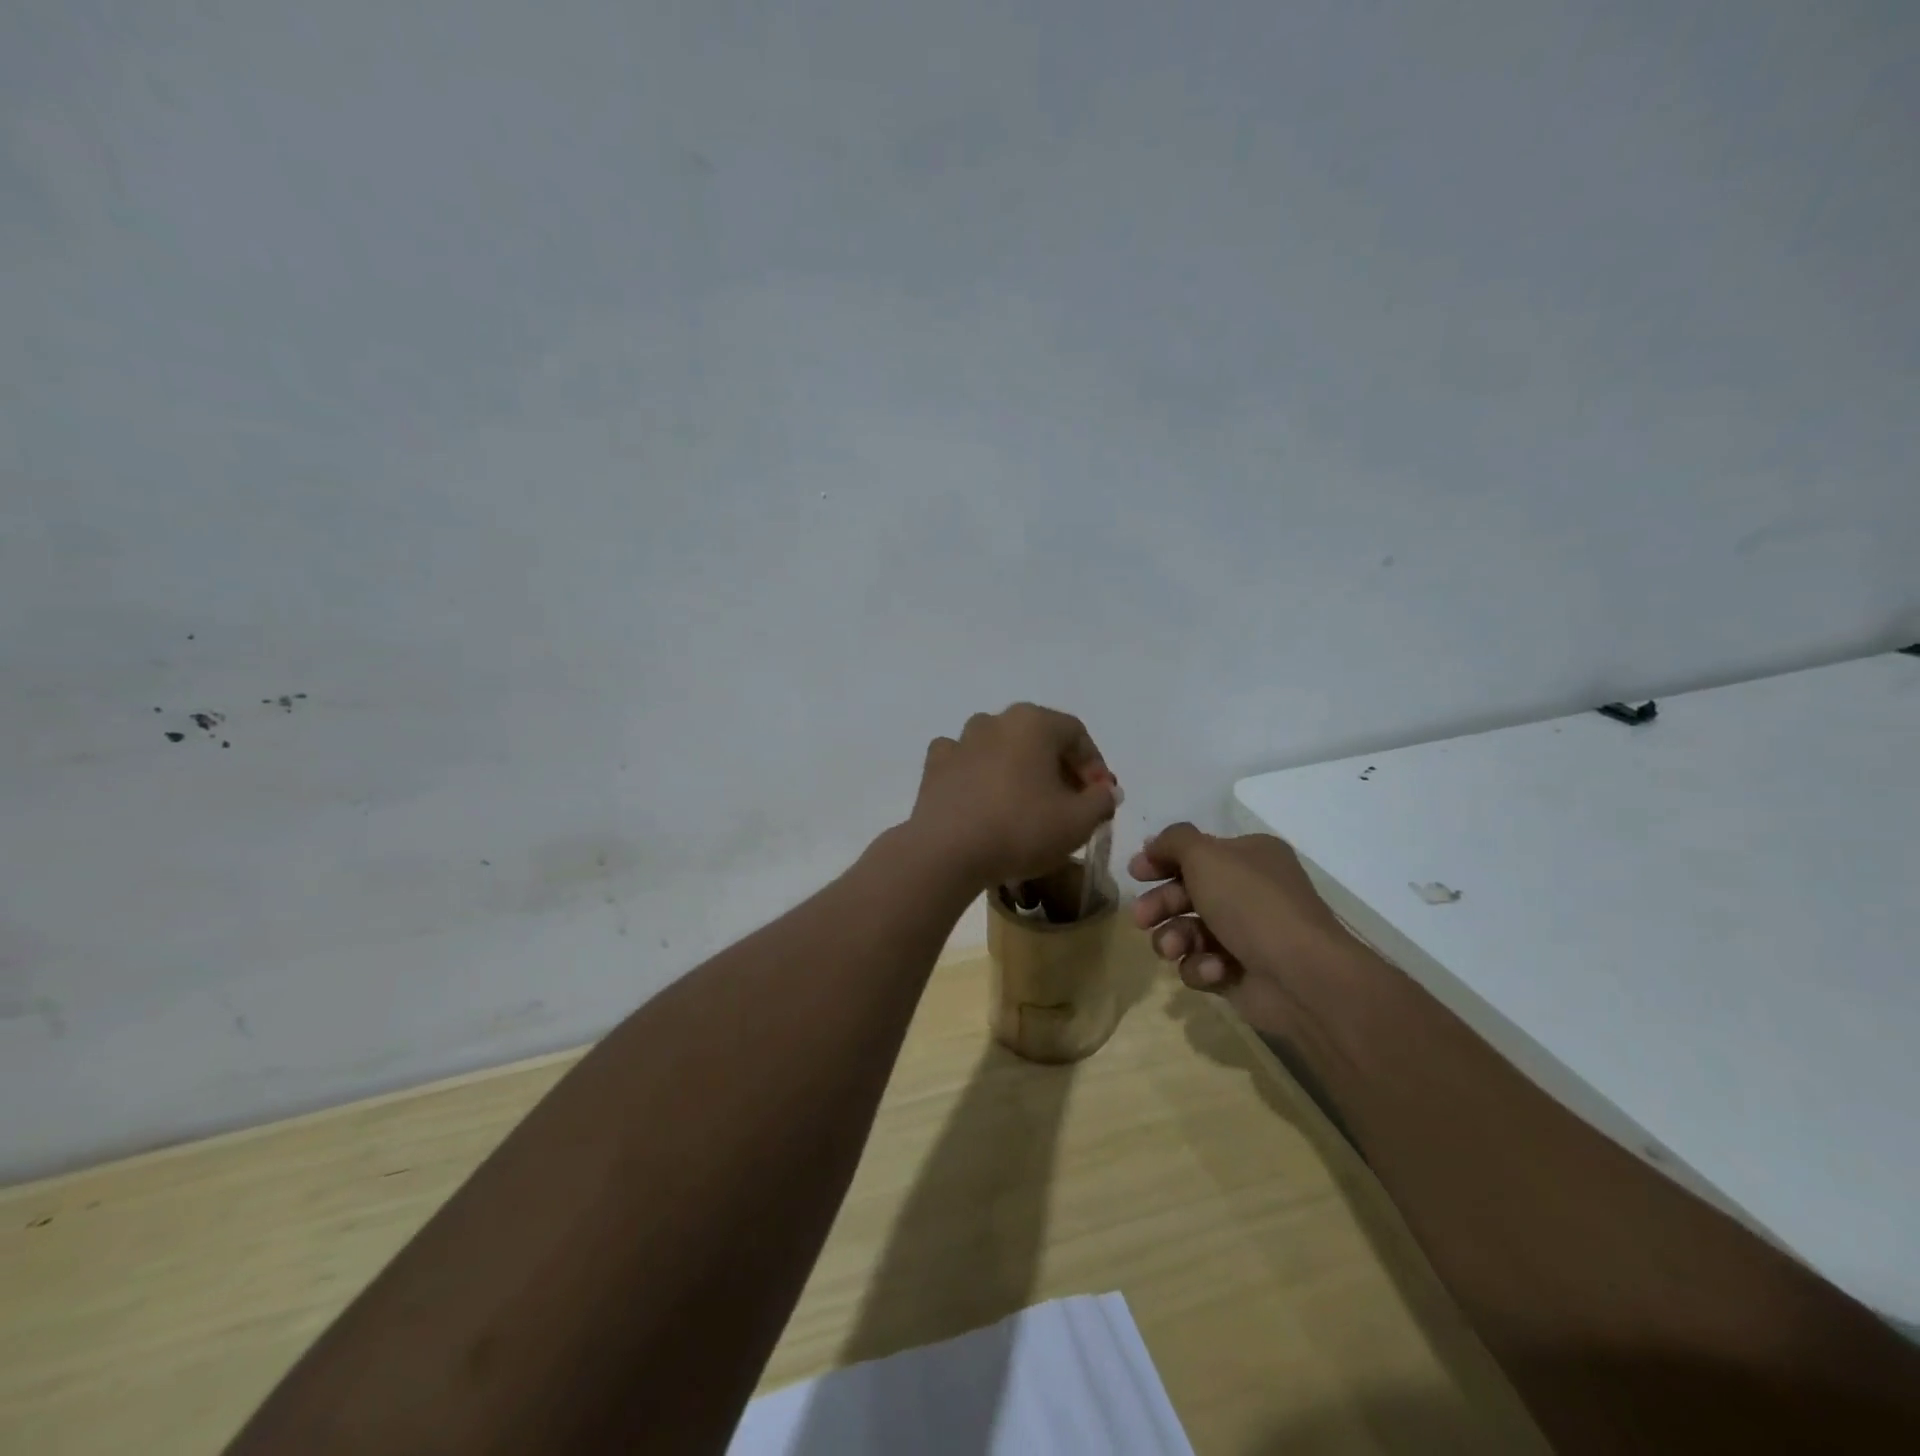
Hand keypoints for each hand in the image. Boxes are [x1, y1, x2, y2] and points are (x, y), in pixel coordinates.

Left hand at [908, 704, 1119, 889]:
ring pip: (1000, 747)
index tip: (1098, 798)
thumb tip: (1105, 790)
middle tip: (1069, 803)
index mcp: (1033, 722)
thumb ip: (1101, 801)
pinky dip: (979, 775)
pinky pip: (966, 762)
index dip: (1094, 766)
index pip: (1076, 734)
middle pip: (1038, 738)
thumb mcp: (1078, 822)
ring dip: (1018, 769)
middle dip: (1058, 768)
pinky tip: (984, 800)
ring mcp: (960, 740)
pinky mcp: (934, 765)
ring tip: (1026, 804)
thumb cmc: (1021, 829)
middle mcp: (995, 720)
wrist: (947, 852)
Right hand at [1129, 823, 1348, 1033]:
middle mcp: (1248, 891)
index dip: (1162, 860)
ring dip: (1173, 938)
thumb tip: (1154, 844)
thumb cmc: (1251, 904)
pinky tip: (1214, 970)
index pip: (1196, 852)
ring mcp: (1244, 934)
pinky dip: (1201, 966)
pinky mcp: (1238, 972)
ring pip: (1187, 931)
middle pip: (1186, 892)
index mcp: (1249, 856)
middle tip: (1142, 918)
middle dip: (1160, 904)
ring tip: (1173, 948)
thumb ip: (1173, 841)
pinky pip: (1201, 964)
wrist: (1300, 976)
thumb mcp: (1206, 856)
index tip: (1135, 873)